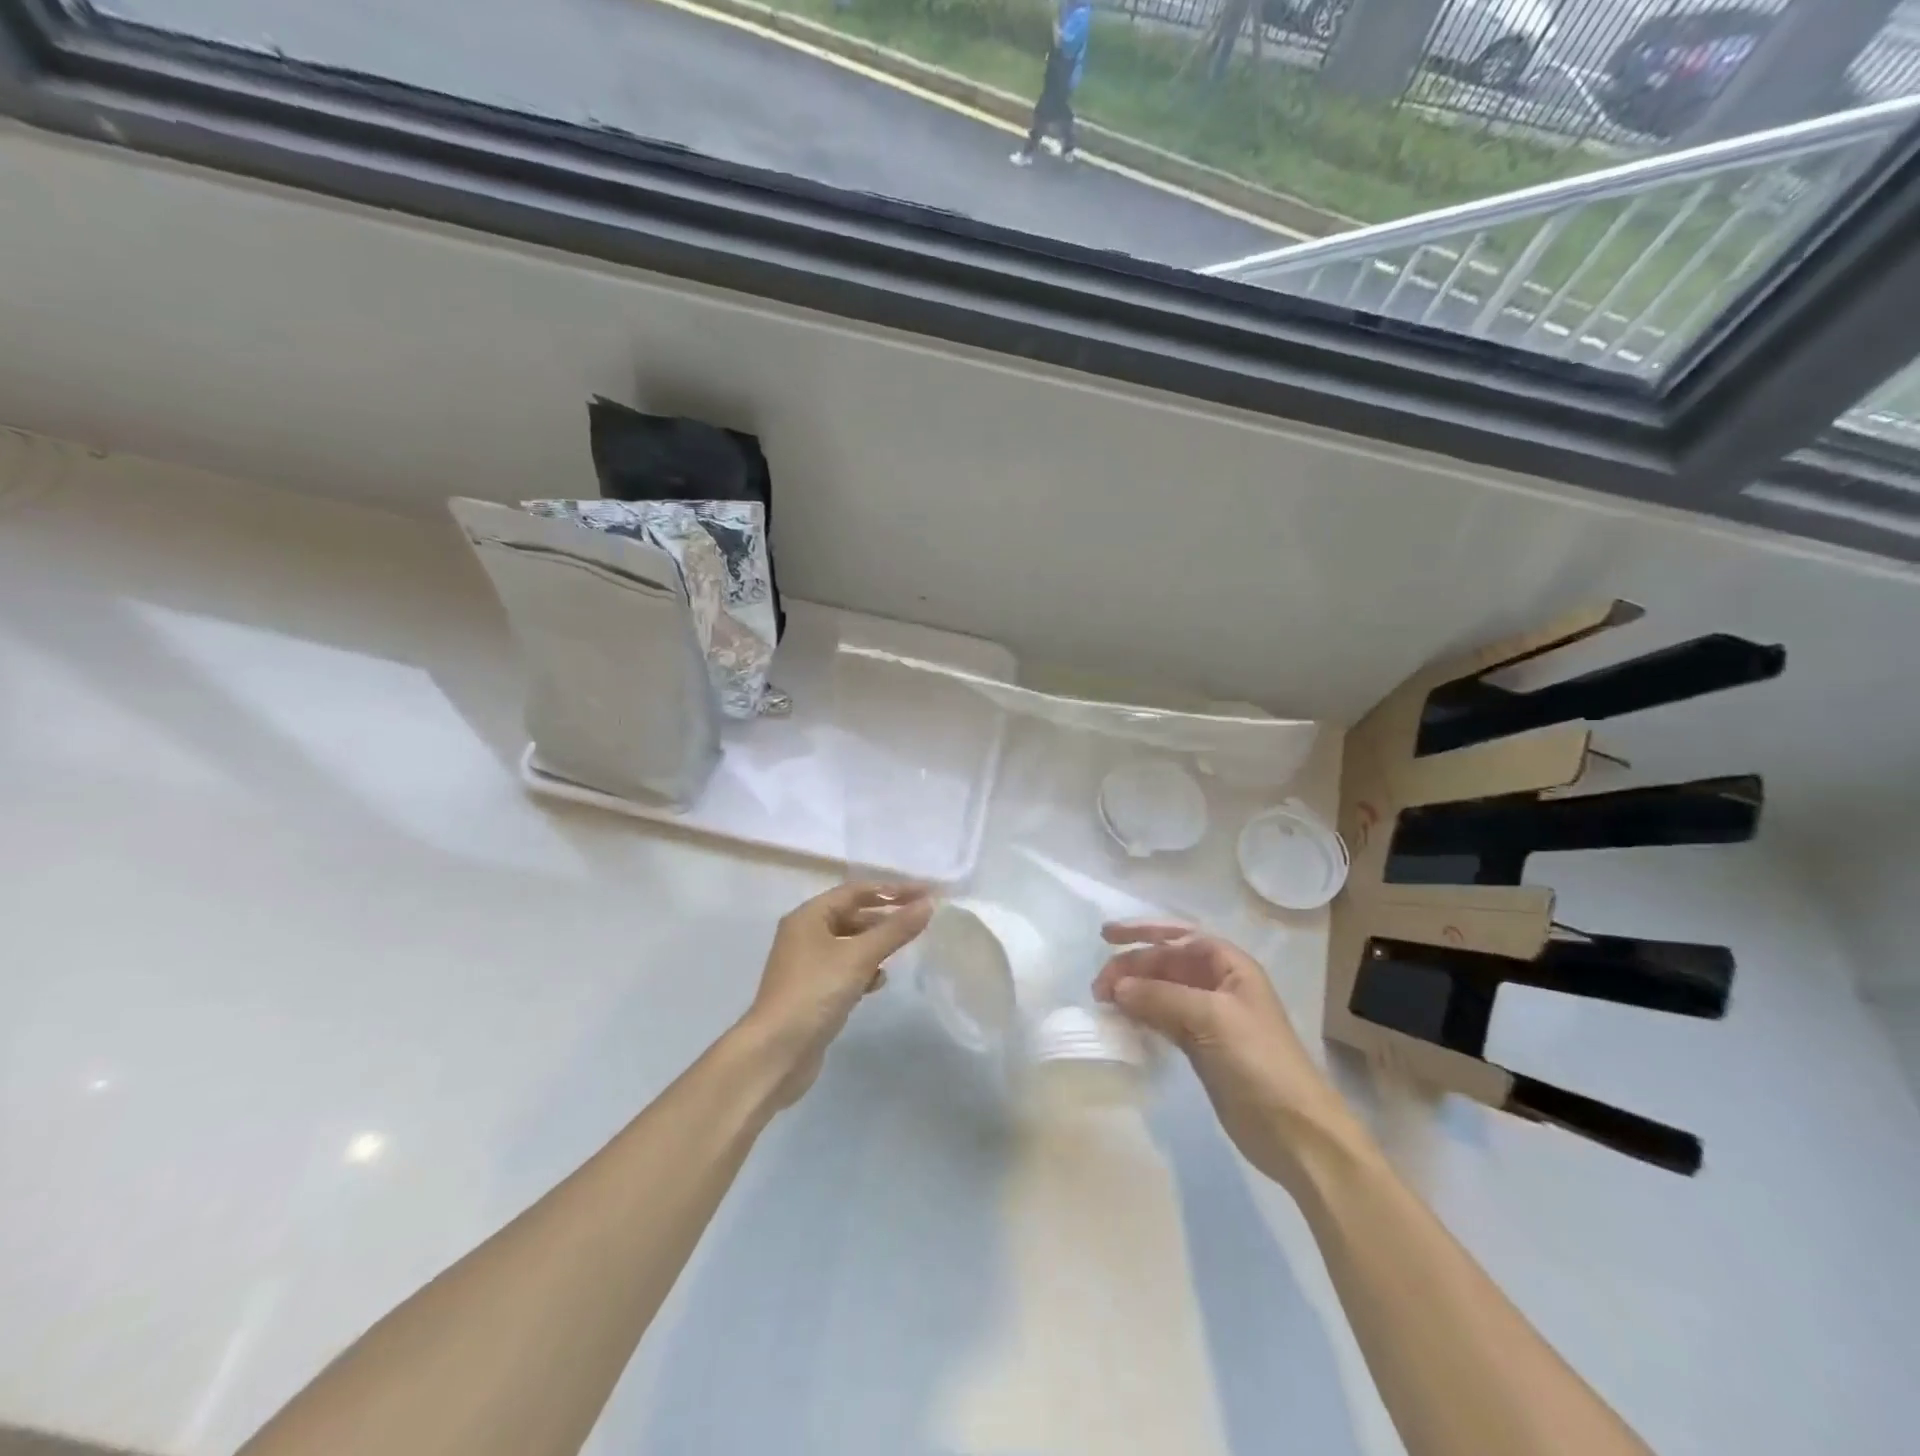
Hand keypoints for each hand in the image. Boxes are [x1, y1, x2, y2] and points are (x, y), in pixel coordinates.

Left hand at [742, 882, 933, 1106]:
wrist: (776, 1052)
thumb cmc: (815, 992)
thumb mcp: (859, 957)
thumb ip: (895, 930)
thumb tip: (928, 904)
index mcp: (809, 916)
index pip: (857, 891)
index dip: (893, 890)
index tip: (925, 893)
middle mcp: (805, 934)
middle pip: (852, 915)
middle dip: (885, 917)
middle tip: (920, 919)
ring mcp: (806, 964)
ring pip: (850, 944)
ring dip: (876, 945)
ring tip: (902, 949)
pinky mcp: (812, 991)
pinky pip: (844, 969)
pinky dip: (863, 970)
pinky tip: (878, 982)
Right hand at [1094, 922, 1362, 1191]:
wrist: (1295, 1132)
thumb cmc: (1258, 1062)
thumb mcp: (1210, 1019)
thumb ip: (1160, 997)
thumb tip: (1117, 987)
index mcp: (1231, 966)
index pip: (1180, 936)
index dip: (1143, 931)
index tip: (1106, 937)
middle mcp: (1220, 985)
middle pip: (1167, 962)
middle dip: (1133, 966)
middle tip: (1099, 988)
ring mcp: (1211, 1017)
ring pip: (1163, 991)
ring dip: (1134, 991)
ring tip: (1104, 1003)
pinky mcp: (1202, 1047)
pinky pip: (1164, 1019)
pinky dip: (1142, 1016)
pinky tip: (1125, 1024)